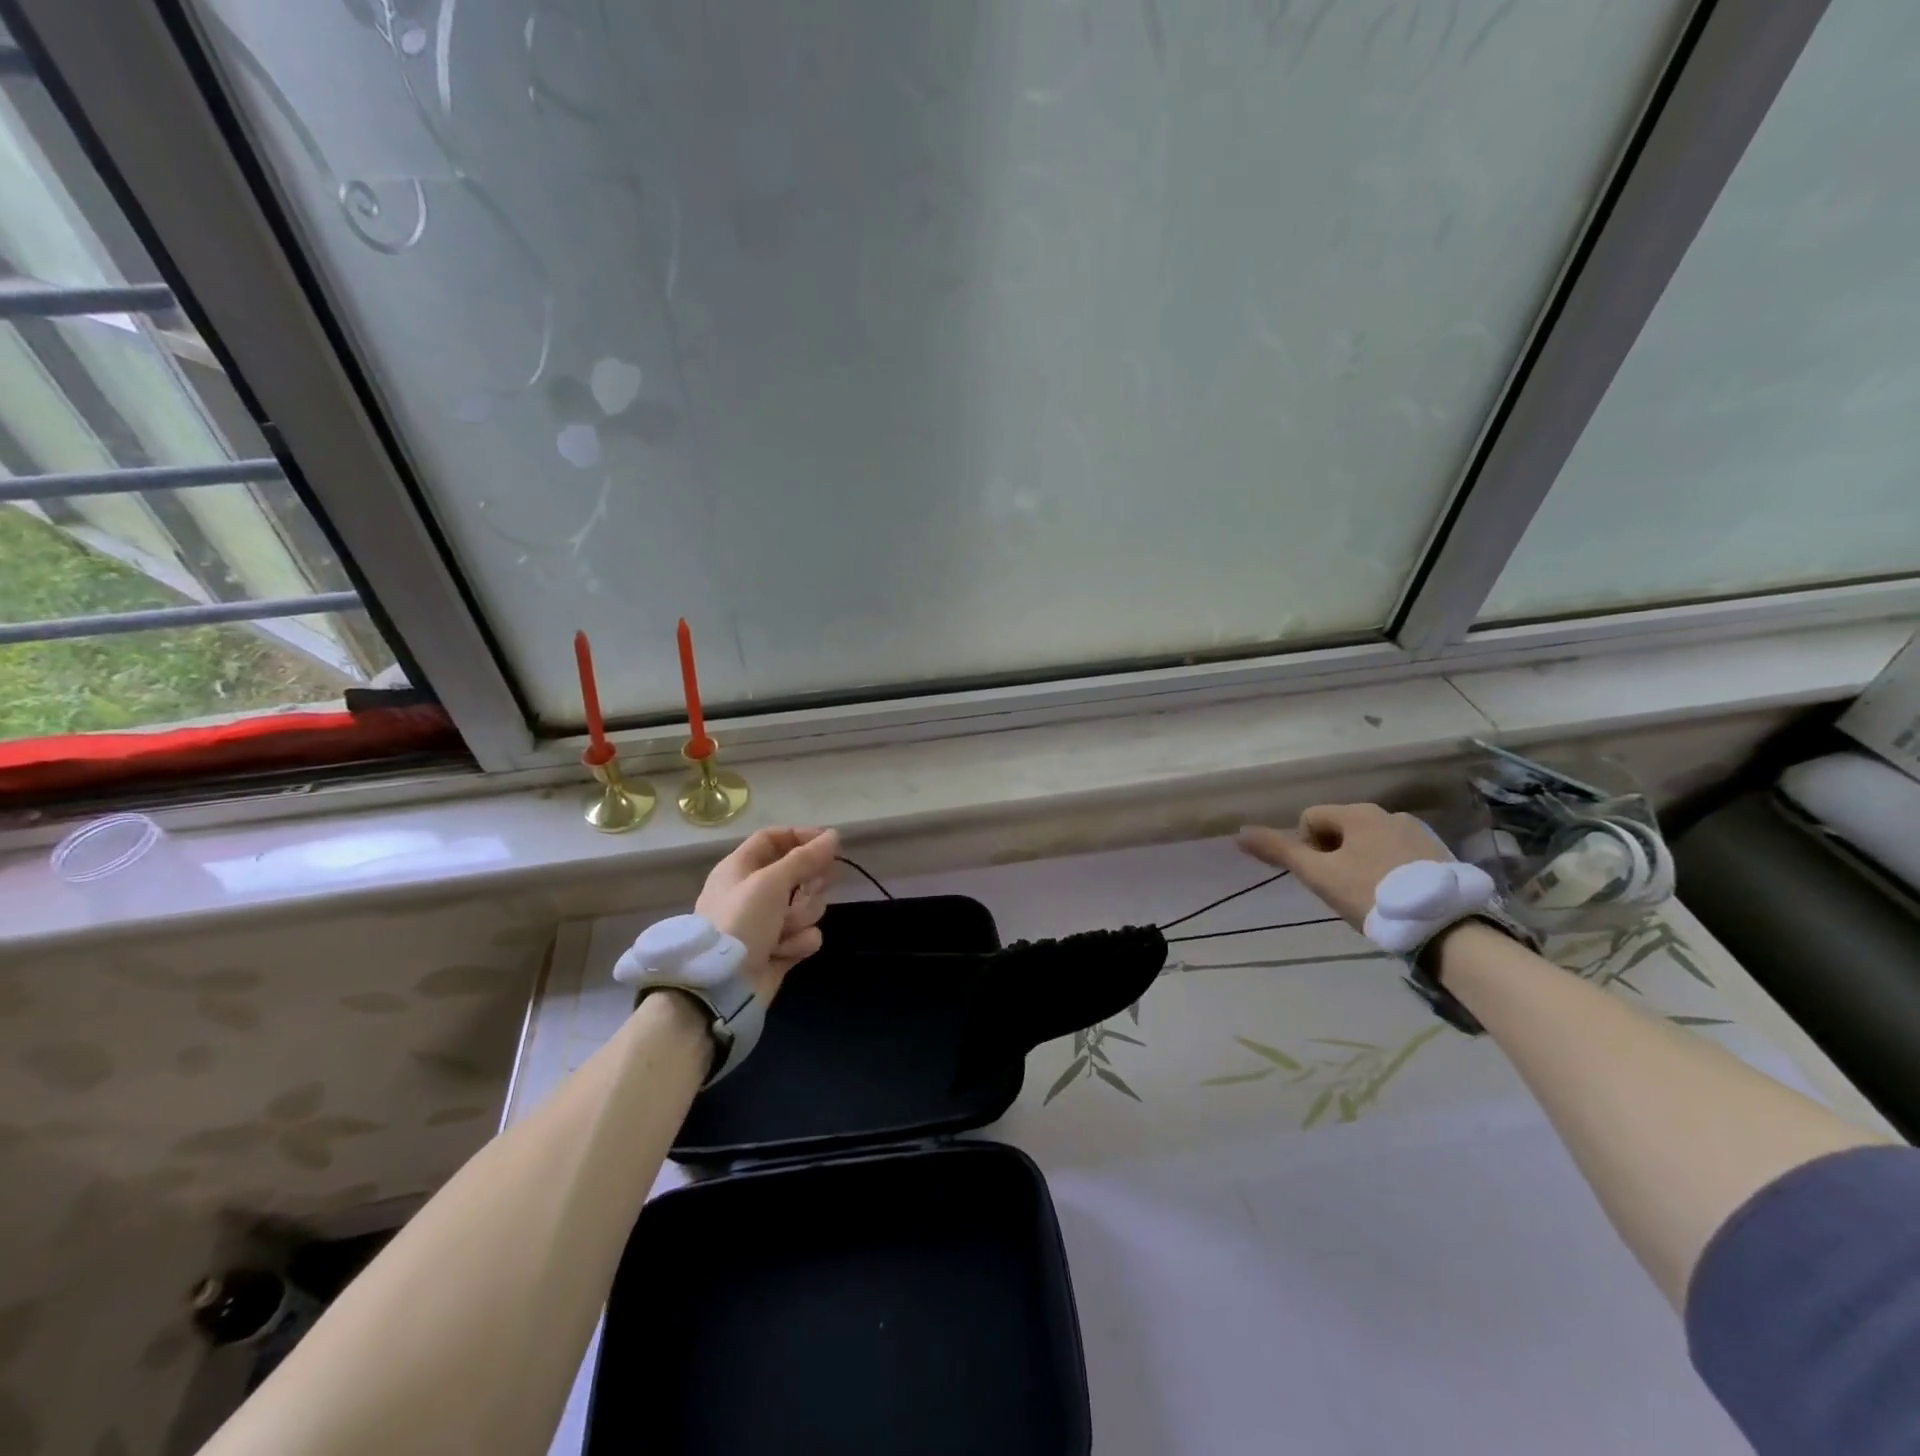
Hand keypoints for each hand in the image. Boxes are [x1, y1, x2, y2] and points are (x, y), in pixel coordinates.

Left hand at [695, 827, 840, 1001]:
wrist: (720, 986)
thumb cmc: (740, 922)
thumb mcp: (771, 882)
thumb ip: (805, 858)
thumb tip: (833, 835)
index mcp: (741, 868)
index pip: (774, 839)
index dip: (801, 837)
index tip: (829, 843)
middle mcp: (754, 891)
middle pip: (797, 872)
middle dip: (809, 883)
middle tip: (814, 888)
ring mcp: (768, 922)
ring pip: (807, 905)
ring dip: (801, 917)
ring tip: (784, 931)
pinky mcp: (780, 949)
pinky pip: (806, 935)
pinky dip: (798, 942)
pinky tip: (782, 951)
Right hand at [1237, 804, 1448, 929]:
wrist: (1445, 926)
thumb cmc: (1372, 894)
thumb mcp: (1319, 875)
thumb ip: (1279, 851)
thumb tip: (1239, 832)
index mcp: (1358, 813)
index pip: (1310, 819)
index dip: (1305, 848)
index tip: (1321, 877)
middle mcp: (1388, 813)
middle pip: (1340, 830)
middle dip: (1333, 856)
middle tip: (1341, 890)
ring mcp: (1418, 832)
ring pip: (1369, 843)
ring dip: (1360, 863)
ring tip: (1370, 896)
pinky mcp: (1439, 854)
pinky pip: (1398, 855)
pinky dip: (1388, 870)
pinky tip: (1395, 897)